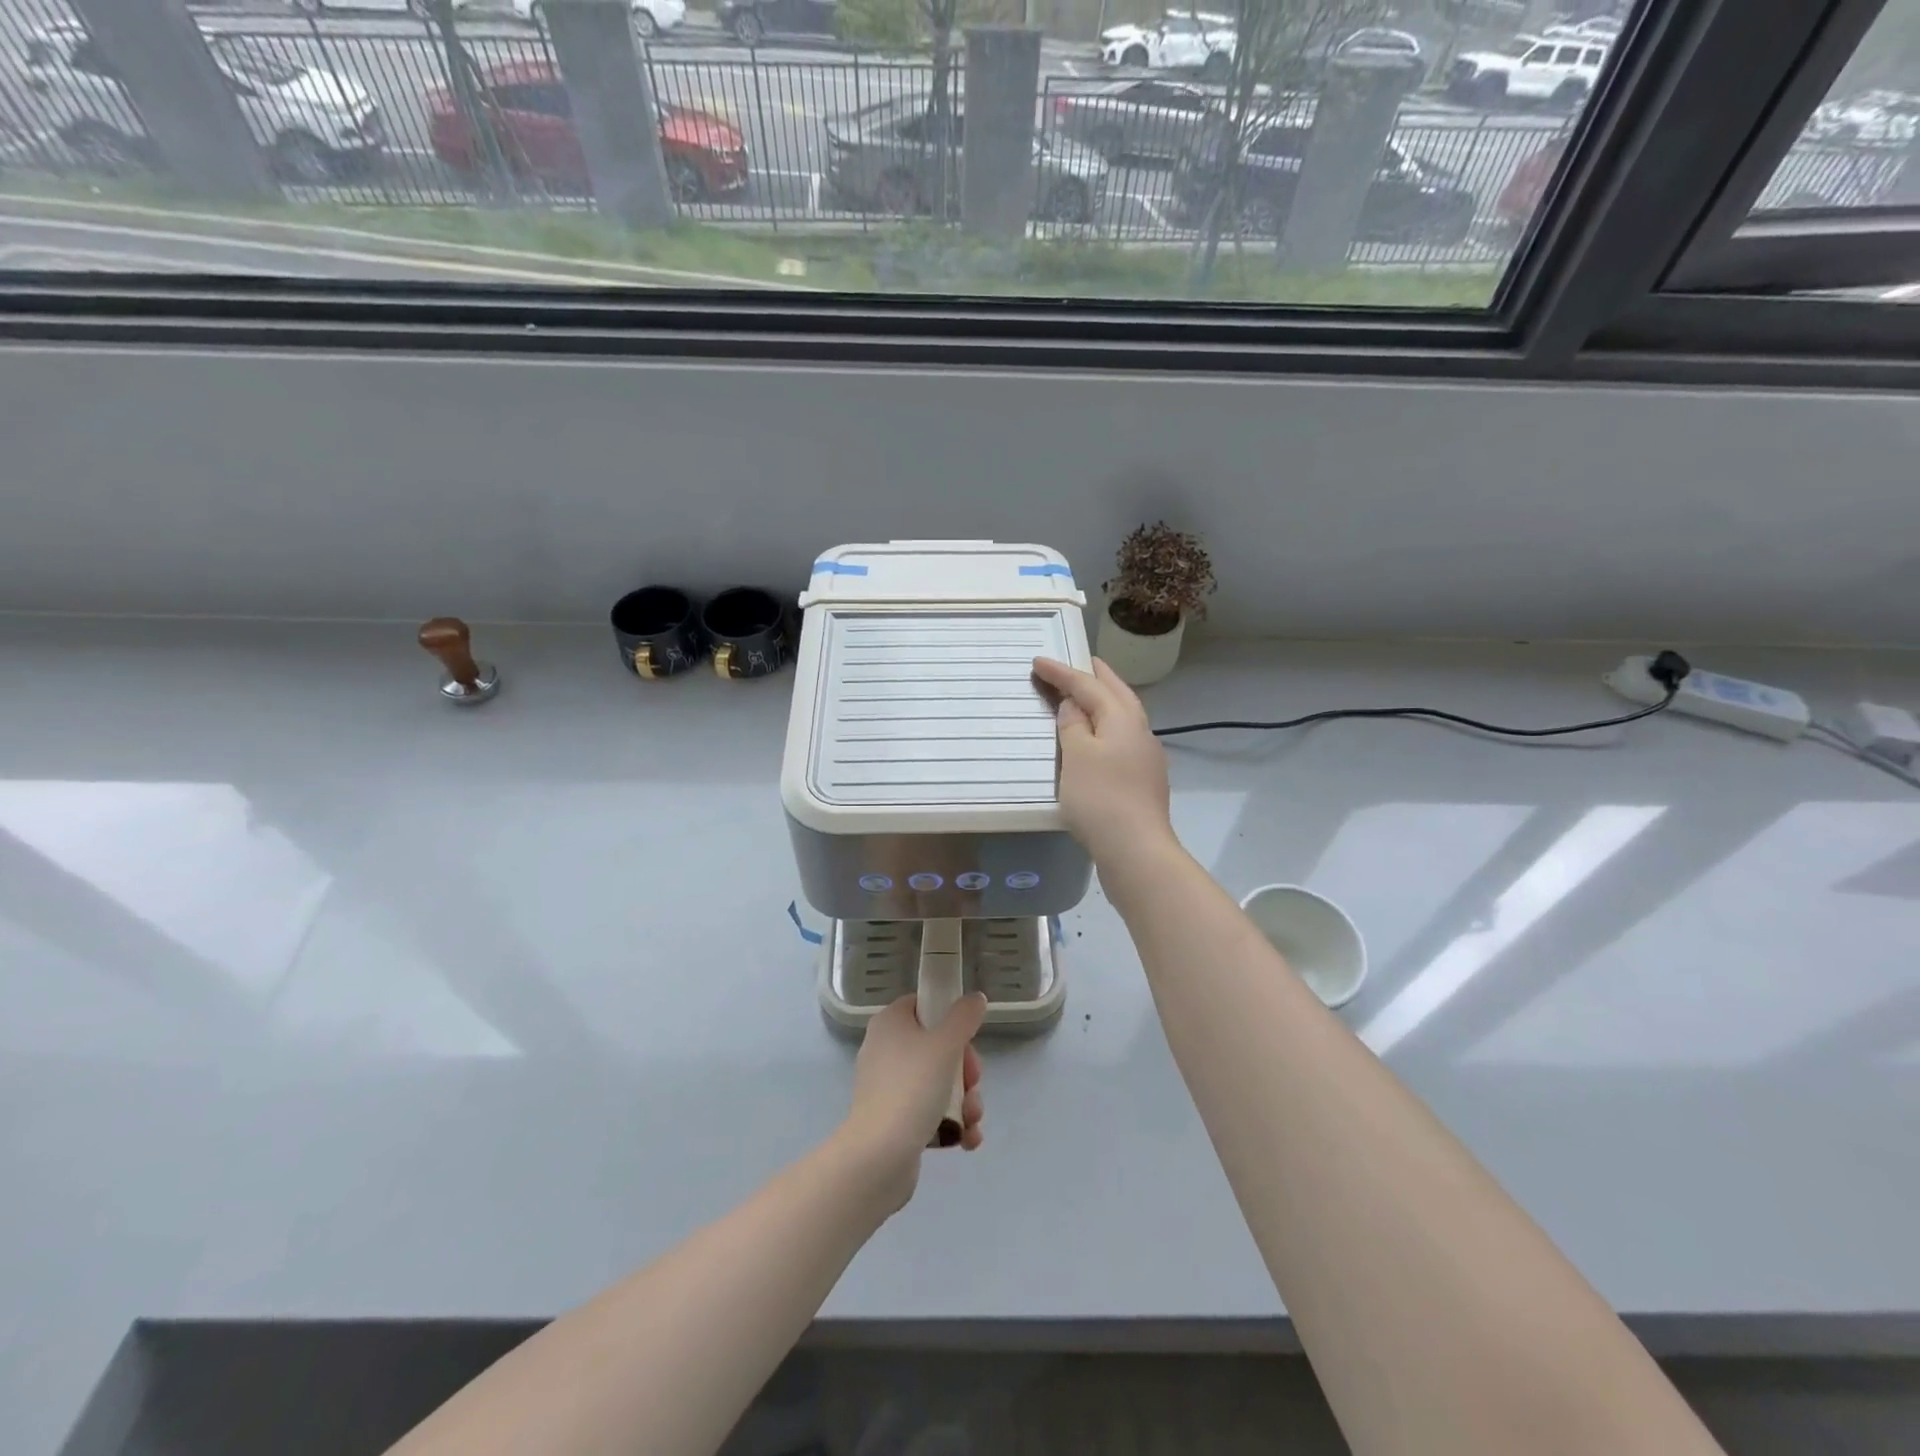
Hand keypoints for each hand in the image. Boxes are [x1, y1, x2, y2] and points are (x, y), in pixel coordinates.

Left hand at [844, 994, 986, 1206]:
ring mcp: (888, 1087)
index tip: (966, 1038)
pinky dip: (950, 1122)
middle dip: (965, 1071)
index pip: (923, 1006)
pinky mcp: (894, 1120)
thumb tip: (975, 998)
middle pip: (937, 1047)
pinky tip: (966, 1139)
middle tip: (973, 1084)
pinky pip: (929, 1112)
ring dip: (964, 1101)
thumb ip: (964, 1017)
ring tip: (971, 1120)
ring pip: (939, 1083)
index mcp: (890, 1023)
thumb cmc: (912, 1087)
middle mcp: (885, 1050)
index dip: (949, 1019)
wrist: (879, 1156)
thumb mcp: (945, 1044)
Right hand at [1032, 657, 1173, 863]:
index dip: (1062, 672)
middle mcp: (1139, 731)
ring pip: (1124, 716)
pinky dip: (1107, 727)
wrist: (1136, 850)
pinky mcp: (1143, 780)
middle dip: (1097, 676)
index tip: (1039, 661)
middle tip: (1080, 662)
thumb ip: (1073, 726)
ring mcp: (1146, 757)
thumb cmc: (1100, 799)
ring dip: (1105, 701)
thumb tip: (1073, 706)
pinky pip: (1123, 738)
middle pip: (1117, 694)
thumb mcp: (1077, 757)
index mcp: (1122, 719)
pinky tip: (1098, 739)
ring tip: (1088, 696)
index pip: (1089, 686)